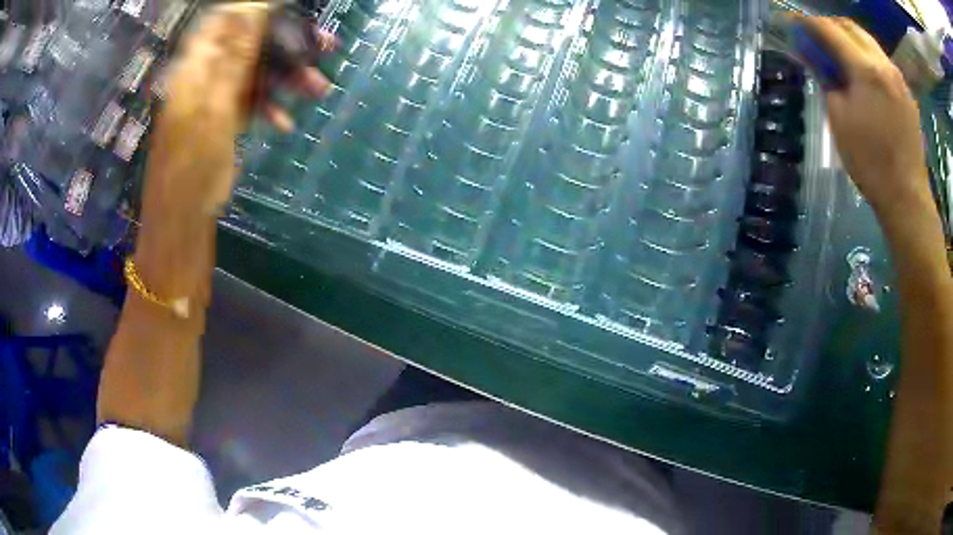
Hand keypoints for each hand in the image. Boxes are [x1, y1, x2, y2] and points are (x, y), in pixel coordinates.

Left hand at [142, 2, 332, 220]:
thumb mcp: (214, 103)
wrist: (184, 211)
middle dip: (287, 45)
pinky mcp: (225, 116)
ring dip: (287, 80)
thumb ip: (234, 55)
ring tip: (319, 88)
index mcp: (196, 65)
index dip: (257, 11)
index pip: (226, 19)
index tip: (291, 11)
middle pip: (250, 44)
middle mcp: (206, 73)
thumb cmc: (191, 159)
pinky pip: (253, 101)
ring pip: (257, 72)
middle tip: (326, 46)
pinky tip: (285, 122)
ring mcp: (216, 95)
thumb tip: (255, 9)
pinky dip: (271, 108)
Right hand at [797, 16, 930, 216]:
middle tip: (817, 36)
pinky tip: (863, 72)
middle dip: (830, 25)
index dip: (808, 24)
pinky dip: (867, 57)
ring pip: (869, 42)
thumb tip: (816, 61)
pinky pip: (882, 61)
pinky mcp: (907, 94)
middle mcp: (884, 64)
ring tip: (839, 52)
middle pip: (851, 27)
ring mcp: (898, 78)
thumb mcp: (839, 120)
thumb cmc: (871, 163)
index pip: (829, 29)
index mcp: (866, 68)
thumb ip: (827, 81)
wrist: (907, 198)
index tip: (794, 24)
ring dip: (850, 40)